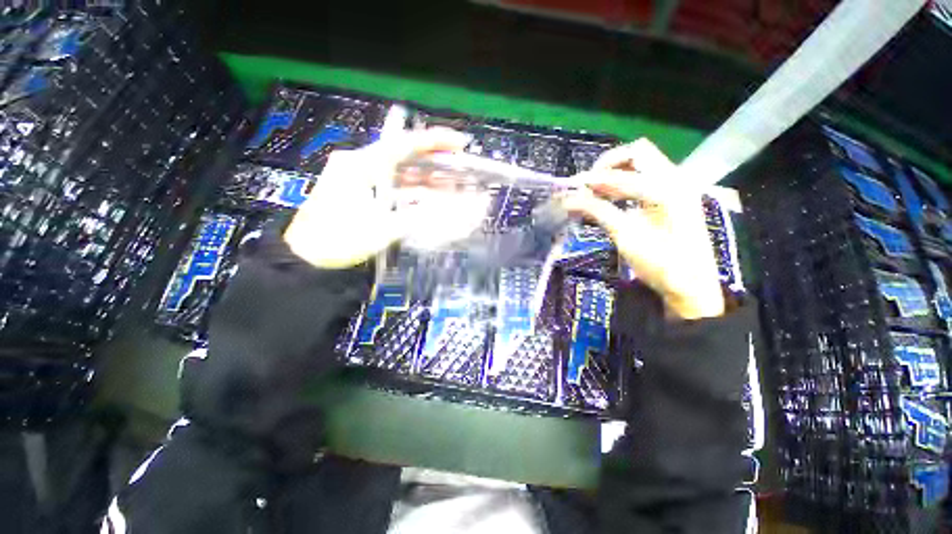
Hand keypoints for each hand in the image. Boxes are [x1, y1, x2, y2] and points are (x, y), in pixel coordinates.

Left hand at [284, 128, 488, 268]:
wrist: (307, 259)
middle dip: (435, 163)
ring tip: (453, 186)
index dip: (435, 142)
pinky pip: (394, 188)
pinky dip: (414, 193)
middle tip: (461, 168)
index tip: (460, 144)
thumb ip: (419, 218)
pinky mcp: (363, 194)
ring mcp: (361, 180)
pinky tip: (431, 199)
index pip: (403, 144)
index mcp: (361, 165)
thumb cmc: (340, 240)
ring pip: (401, 174)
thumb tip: (453, 212)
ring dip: (426, 180)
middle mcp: (361, 165)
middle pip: (405, 157)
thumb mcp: (382, 229)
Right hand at [560, 138, 723, 319]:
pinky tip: (610, 198)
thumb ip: (598, 211)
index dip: (594, 179)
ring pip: (642, 163)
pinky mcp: (672, 197)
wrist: (691, 285)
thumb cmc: (660, 263)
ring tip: (594, 192)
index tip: (572, 189)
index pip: (623, 172)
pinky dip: (625, 182)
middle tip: (588, 184)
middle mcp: (675, 179)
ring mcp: (676, 186)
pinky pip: (645, 177)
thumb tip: (569, 199)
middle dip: (608, 165)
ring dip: (616, 173)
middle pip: (638, 153)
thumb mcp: (625, 236)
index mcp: (666, 188)